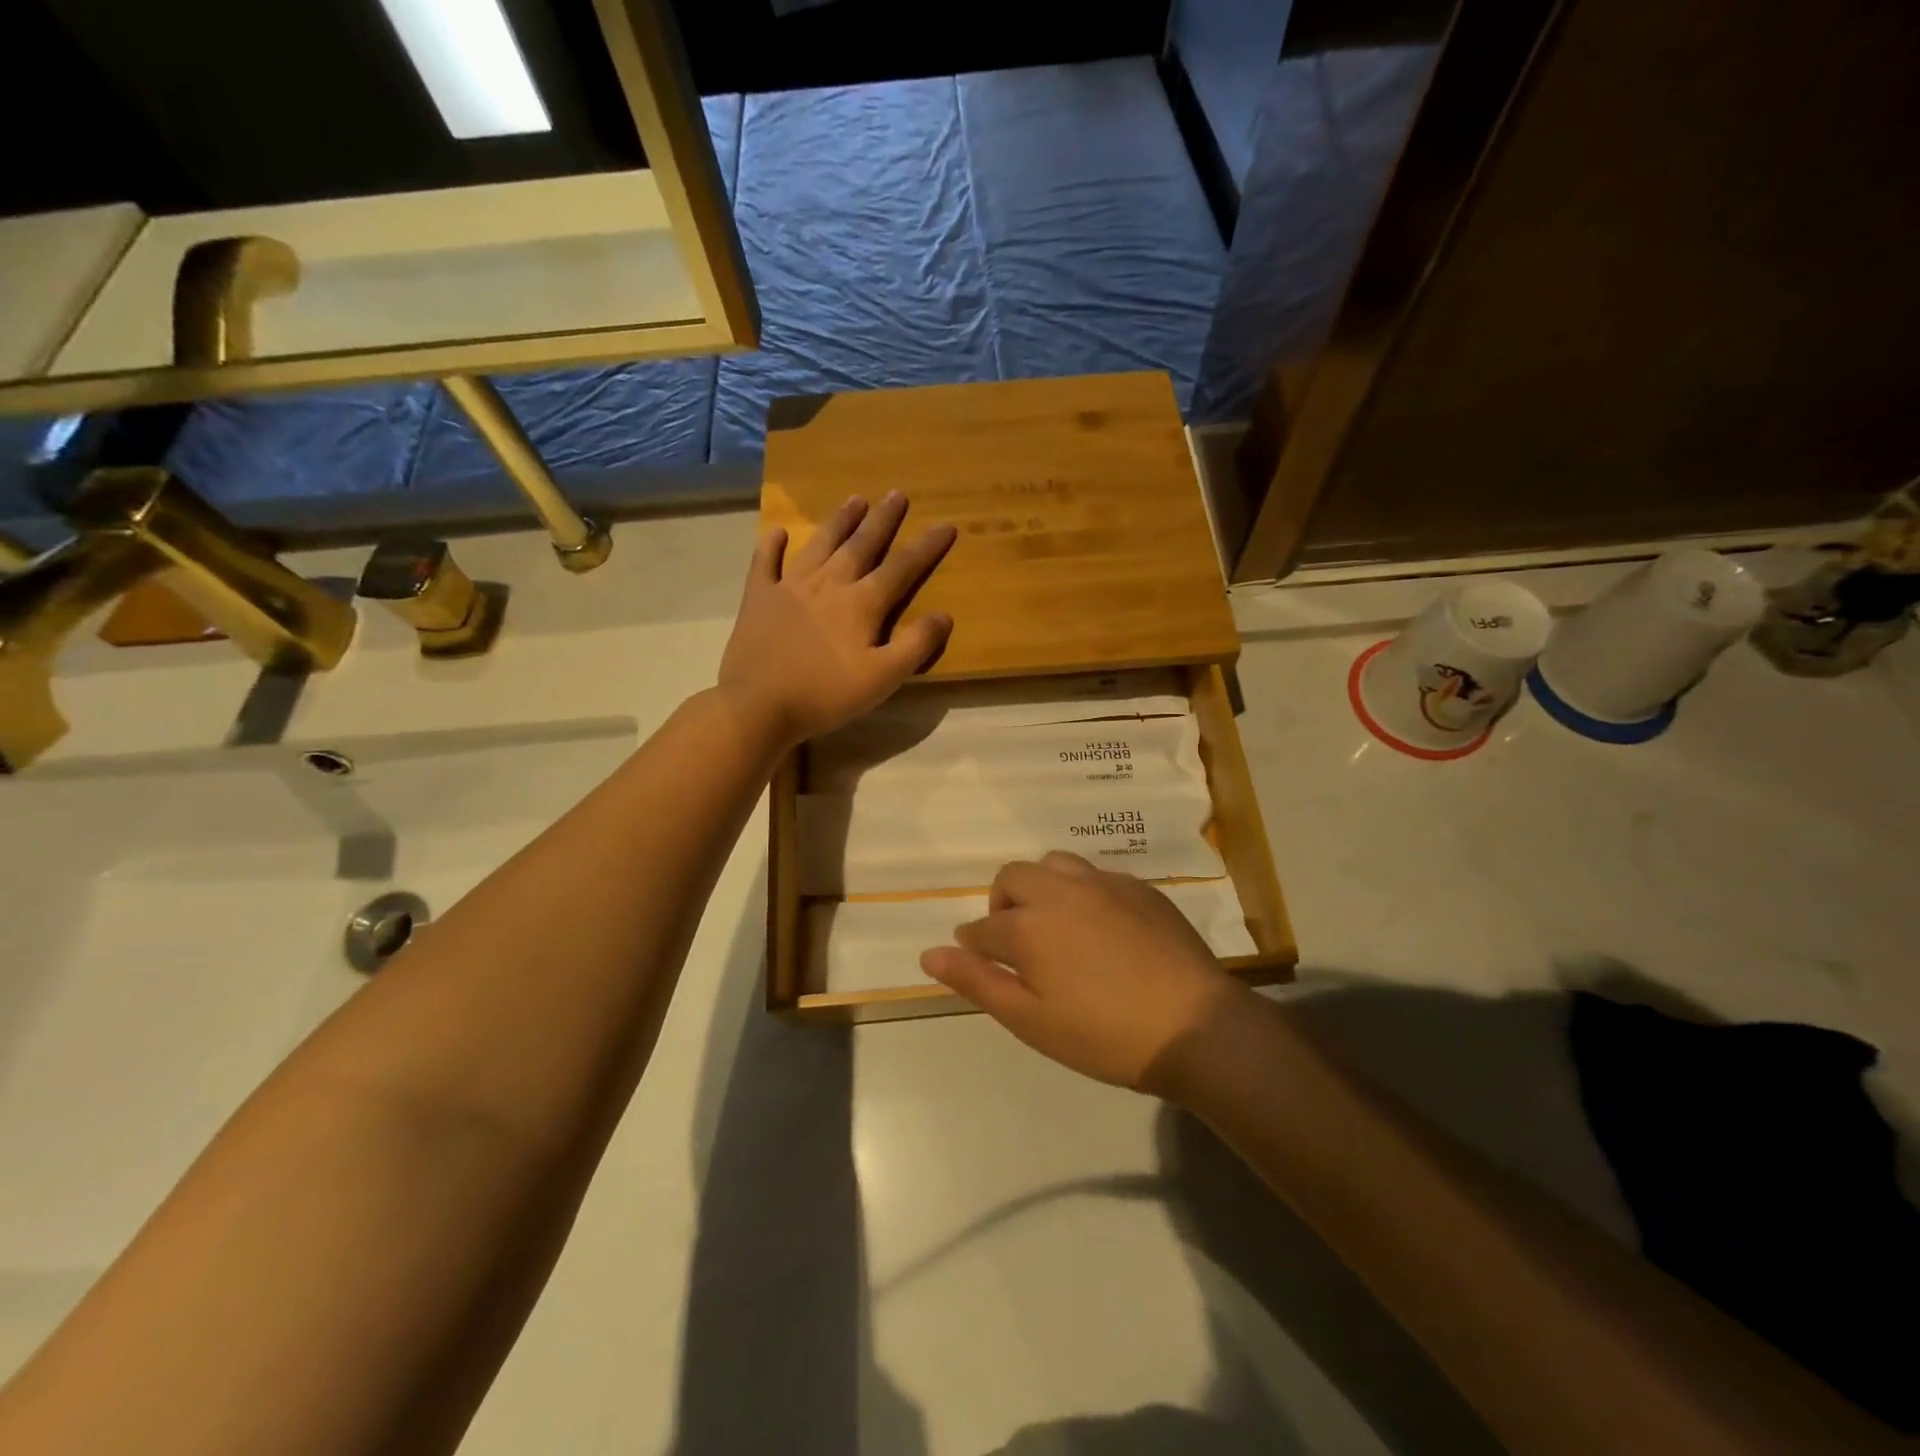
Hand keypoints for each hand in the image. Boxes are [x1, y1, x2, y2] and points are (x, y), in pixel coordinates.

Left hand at [718, 492, 956, 747]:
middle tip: (897, 494)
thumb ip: (915, 645)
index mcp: (861, 604)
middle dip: (882, 520)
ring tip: (855, 499)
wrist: (758, 705)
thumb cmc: (825, 695)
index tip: (946, 524)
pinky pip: (765, 563)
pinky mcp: (758, 598)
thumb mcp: (882, 678)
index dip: (926, 547)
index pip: (902, 568)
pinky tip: (777, 532)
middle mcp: (828, 584)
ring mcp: (790, 586)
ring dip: (839, 521)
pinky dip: (771, 546)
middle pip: (861, 545)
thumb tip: (944, 615)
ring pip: (820, 544)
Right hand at [920, 852, 1254, 1096]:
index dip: (974, 945)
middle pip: (1013, 878)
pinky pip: (1096, 875)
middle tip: (1017, 944)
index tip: (980, 962)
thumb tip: (930, 954)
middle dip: (1003, 905)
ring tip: (1055, 925)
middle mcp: (1060, 891)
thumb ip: (977, 981)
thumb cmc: (1104, 1035)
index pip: (983, 927)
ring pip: (1055, 865)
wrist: (1194, 1027)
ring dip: (1041, 888)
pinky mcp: (1139, 887)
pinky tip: (1100, 926)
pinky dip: (1082, 892)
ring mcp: (1103, 884)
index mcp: (1029, 925)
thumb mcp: (1031, 1020)